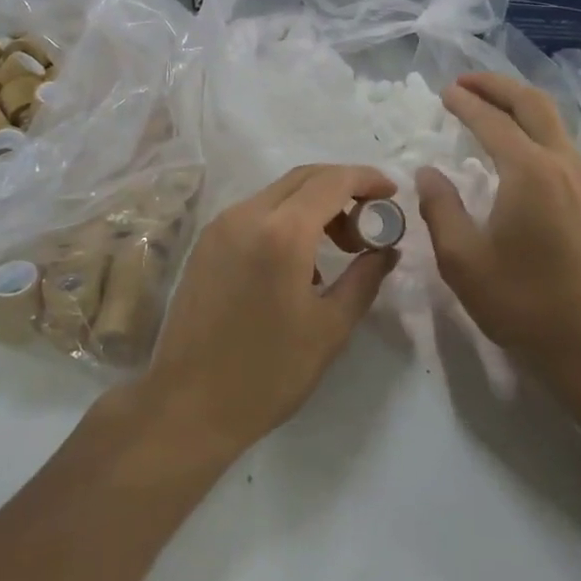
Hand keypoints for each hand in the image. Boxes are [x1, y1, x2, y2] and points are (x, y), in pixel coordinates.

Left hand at [142, 164, 398, 456]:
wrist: (189, 403)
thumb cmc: (268, 372)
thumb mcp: (330, 327)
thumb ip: (364, 278)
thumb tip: (387, 249)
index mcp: (282, 232)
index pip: (332, 181)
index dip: (366, 179)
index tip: (391, 194)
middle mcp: (247, 214)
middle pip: (303, 178)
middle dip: (342, 189)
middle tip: (369, 224)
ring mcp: (221, 225)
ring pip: (278, 193)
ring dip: (314, 205)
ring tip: (339, 248)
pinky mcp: (206, 242)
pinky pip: (255, 213)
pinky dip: (286, 219)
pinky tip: (299, 262)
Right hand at [415, 74, 580, 396]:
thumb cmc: (521, 303)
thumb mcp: (462, 259)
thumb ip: (440, 207)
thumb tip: (428, 172)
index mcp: (529, 172)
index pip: (492, 121)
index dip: (465, 103)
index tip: (443, 92)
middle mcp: (563, 164)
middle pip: (532, 104)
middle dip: (497, 86)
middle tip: (466, 82)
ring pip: (553, 121)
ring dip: (519, 105)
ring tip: (488, 106)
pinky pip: (561, 144)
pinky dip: (534, 128)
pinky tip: (516, 147)